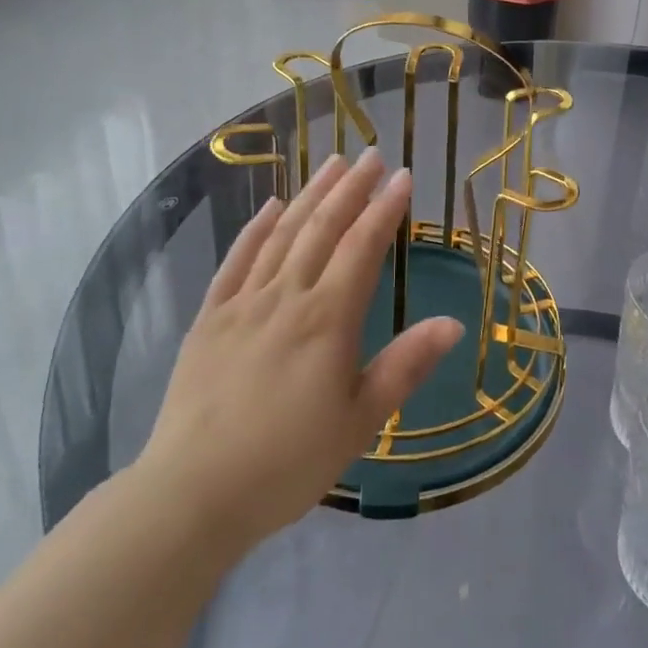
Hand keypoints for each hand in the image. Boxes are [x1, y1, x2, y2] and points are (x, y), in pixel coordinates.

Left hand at [137, 150, 462, 555]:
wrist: (193, 492)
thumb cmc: (288, 462)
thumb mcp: (361, 421)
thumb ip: (406, 366)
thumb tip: (454, 322)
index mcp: (328, 319)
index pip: (363, 247)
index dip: (385, 208)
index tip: (403, 176)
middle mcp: (287, 297)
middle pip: (323, 229)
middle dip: (350, 188)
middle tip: (371, 155)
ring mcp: (243, 304)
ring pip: (282, 234)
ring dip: (310, 196)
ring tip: (331, 163)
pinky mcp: (209, 319)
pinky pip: (237, 261)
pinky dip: (256, 228)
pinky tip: (271, 206)